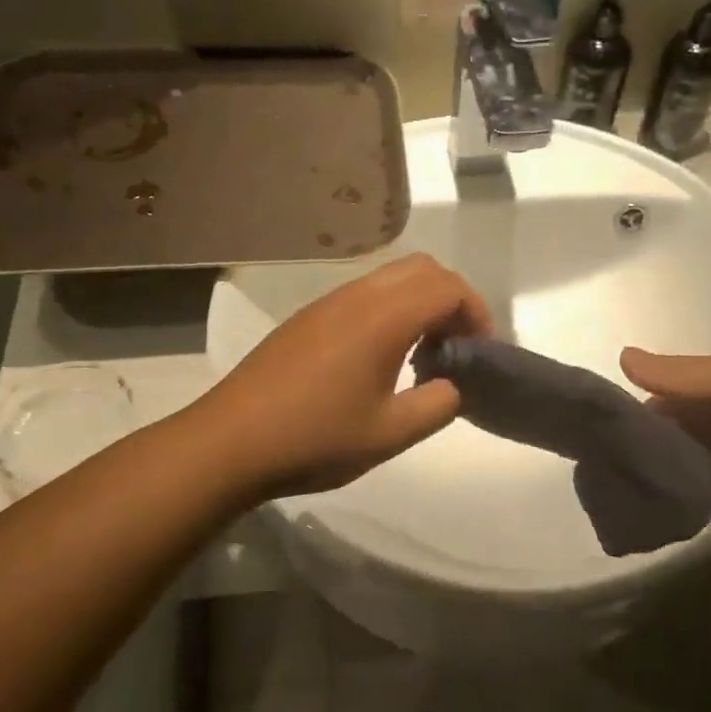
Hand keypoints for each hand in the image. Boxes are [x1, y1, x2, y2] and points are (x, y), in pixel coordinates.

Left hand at [200, 254, 492, 498]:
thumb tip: (454, 385)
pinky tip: (380, 360)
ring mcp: (327, 303)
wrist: (230, 442)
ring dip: (419, 304)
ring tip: (422, 356)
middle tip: (457, 347)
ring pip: (390, 278)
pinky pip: (364, 295)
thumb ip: (438, 404)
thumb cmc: (315, 439)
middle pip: (422, 269)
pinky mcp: (307, 319)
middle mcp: (357, 296)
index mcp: (383, 317)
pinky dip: (390, 311)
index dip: (477, 313)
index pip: (448, 287)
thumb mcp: (390, 433)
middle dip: (452, 300)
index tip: (481, 353)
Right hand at [622, 342, 710, 519]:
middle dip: (662, 468)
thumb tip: (620, 356)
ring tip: (678, 519)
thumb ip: (679, 376)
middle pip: (683, 444)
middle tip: (640, 497)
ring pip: (708, 475)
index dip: (639, 426)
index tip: (613, 455)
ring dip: (692, 495)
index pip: (665, 404)